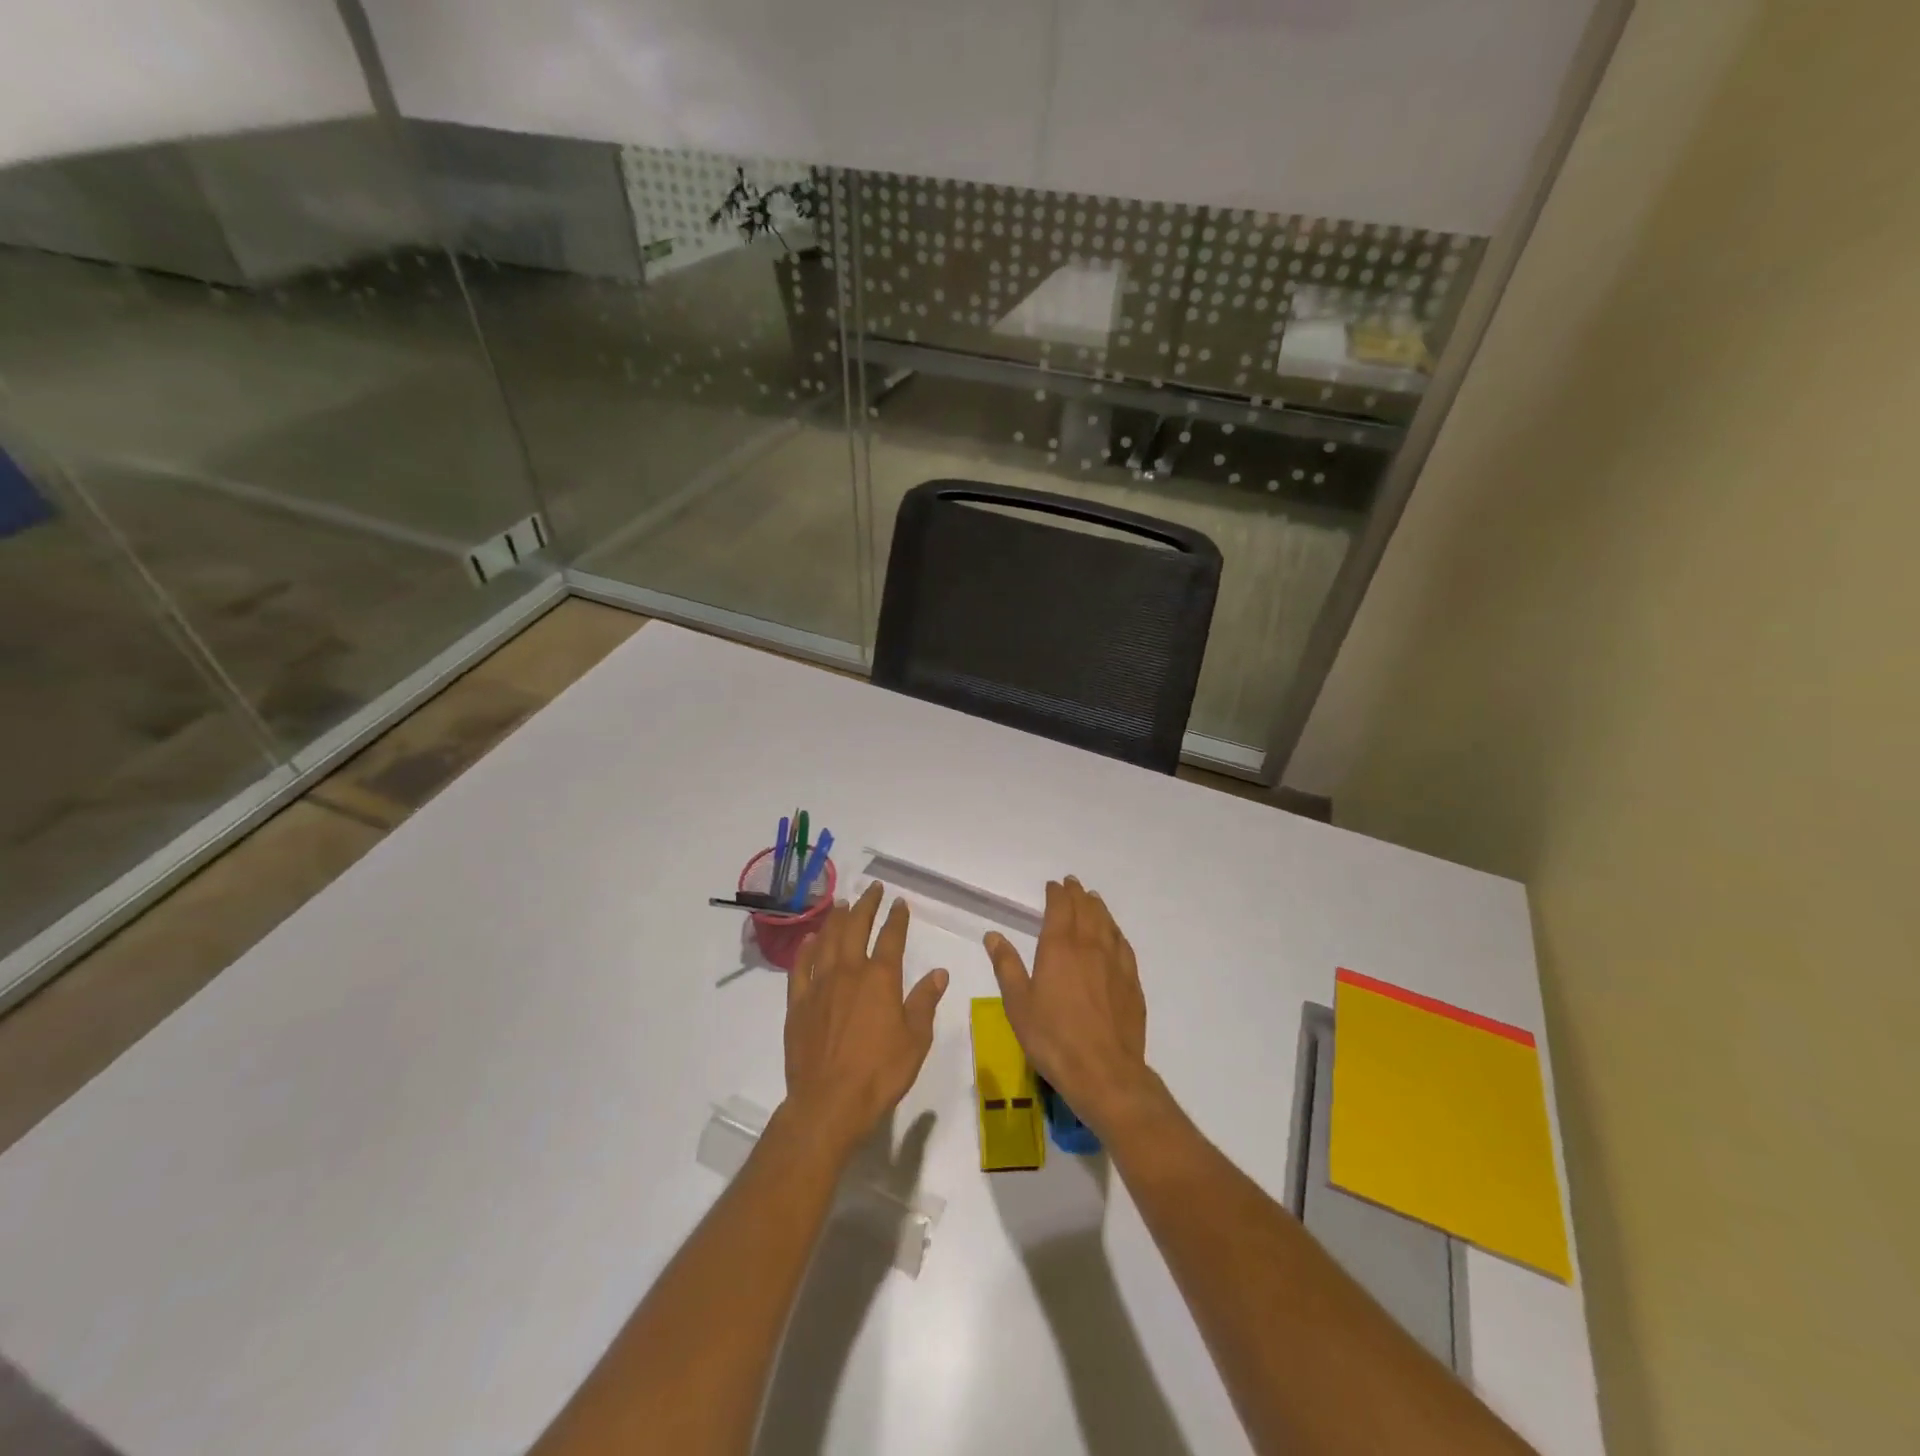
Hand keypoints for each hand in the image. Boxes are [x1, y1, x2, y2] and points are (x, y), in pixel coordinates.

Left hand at [783, 883, 948, 1161]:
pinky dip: (806, 949)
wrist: (829, 1103)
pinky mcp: (798, 1004)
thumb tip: (939, 972)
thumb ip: (924, 1002)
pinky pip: (801, 967)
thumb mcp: (916, 1040)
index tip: (900, 902)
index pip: (891, 938)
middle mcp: (849, 972)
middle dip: (866, 905)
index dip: (897, 918)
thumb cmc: (880, 1073)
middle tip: (872, 889)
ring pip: (827, 940)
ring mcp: (820, 986)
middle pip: (856, 928)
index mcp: (880, 979)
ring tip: (842, 904)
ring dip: (836, 919)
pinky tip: (811, 939)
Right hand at [985, 877, 1154, 1138]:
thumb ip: (1007, 966)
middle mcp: (1089, 947)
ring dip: (1098, 908)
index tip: (1054, 885)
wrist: (1104, 1072)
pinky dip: (1116, 932)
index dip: (1057, 894)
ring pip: (1107, 924)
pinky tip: (1114, 935)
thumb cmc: (1053, 1038)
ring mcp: (1115, 964)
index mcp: (1059, 948)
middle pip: (1086, 911)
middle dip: (1078, 895)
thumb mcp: (1018, 1004)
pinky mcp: (1131, 983)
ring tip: (1093, 899)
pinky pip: (1123, 945)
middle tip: (1073, 884)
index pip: (1060, 909)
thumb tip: (993, 935)